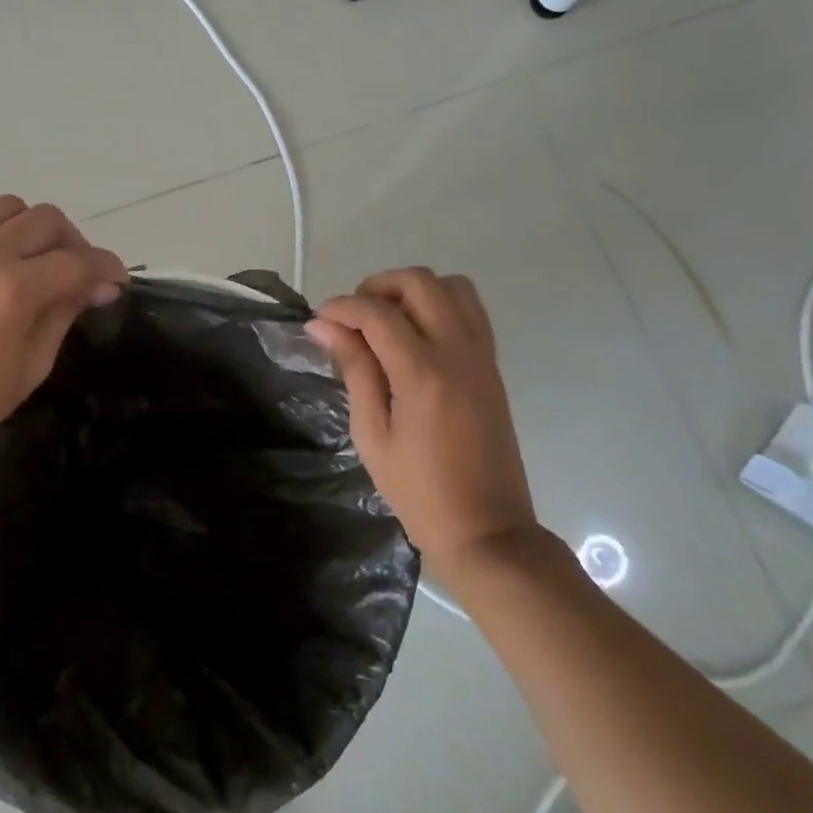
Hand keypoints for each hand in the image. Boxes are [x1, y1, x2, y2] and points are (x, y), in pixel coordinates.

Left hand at [0, 196, 125, 479]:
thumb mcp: (32, 365)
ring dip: (33, 229)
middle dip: (74, 242)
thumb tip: (99, 286)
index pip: (77, 260)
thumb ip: (65, 313)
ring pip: (7, 208)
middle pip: (46, 218)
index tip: (117, 281)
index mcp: (13, 290)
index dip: (107, 267)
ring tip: (36, 262)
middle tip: (77, 273)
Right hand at [306, 269, 535, 570]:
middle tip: (353, 317)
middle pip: (420, 282)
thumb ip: (354, 370)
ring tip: (386, 321)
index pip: (377, 313)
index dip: (342, 307)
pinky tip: (415, 336)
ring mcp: (482, 355)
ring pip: (452, 286)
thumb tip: (324, 325)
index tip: (319, 321)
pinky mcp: (492, 365)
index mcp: (424, 374)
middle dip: (378, 286)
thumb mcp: (372, 434)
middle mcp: (458, 352)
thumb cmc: (418, 492)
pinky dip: (439, 305)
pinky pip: (470, 310)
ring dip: (413, 290)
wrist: (486, 530)